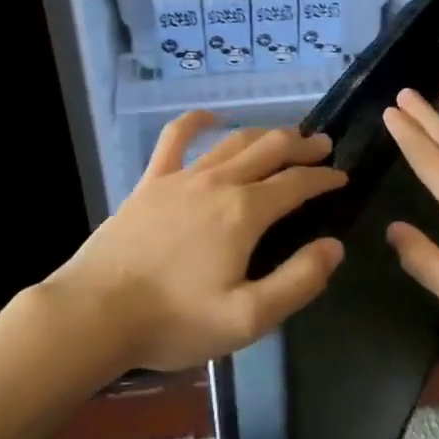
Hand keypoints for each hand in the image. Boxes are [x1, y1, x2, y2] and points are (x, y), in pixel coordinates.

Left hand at [42, 112, 347, 373]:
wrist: (96, 314)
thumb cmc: (175, 321)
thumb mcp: (248, 318)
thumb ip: (298, 281)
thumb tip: (333, 246)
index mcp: (245, 212)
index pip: (296, 183)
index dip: (324, 178)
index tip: (342, 177)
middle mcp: (218, 182)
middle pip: (269, 149)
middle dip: (302, 145)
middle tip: (323, 146)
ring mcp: (180, 177)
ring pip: (232, 142)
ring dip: (264, 134)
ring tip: (284, 136)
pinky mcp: (150, 182)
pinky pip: (175, 139)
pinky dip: (196, 122)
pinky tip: (210, 117)